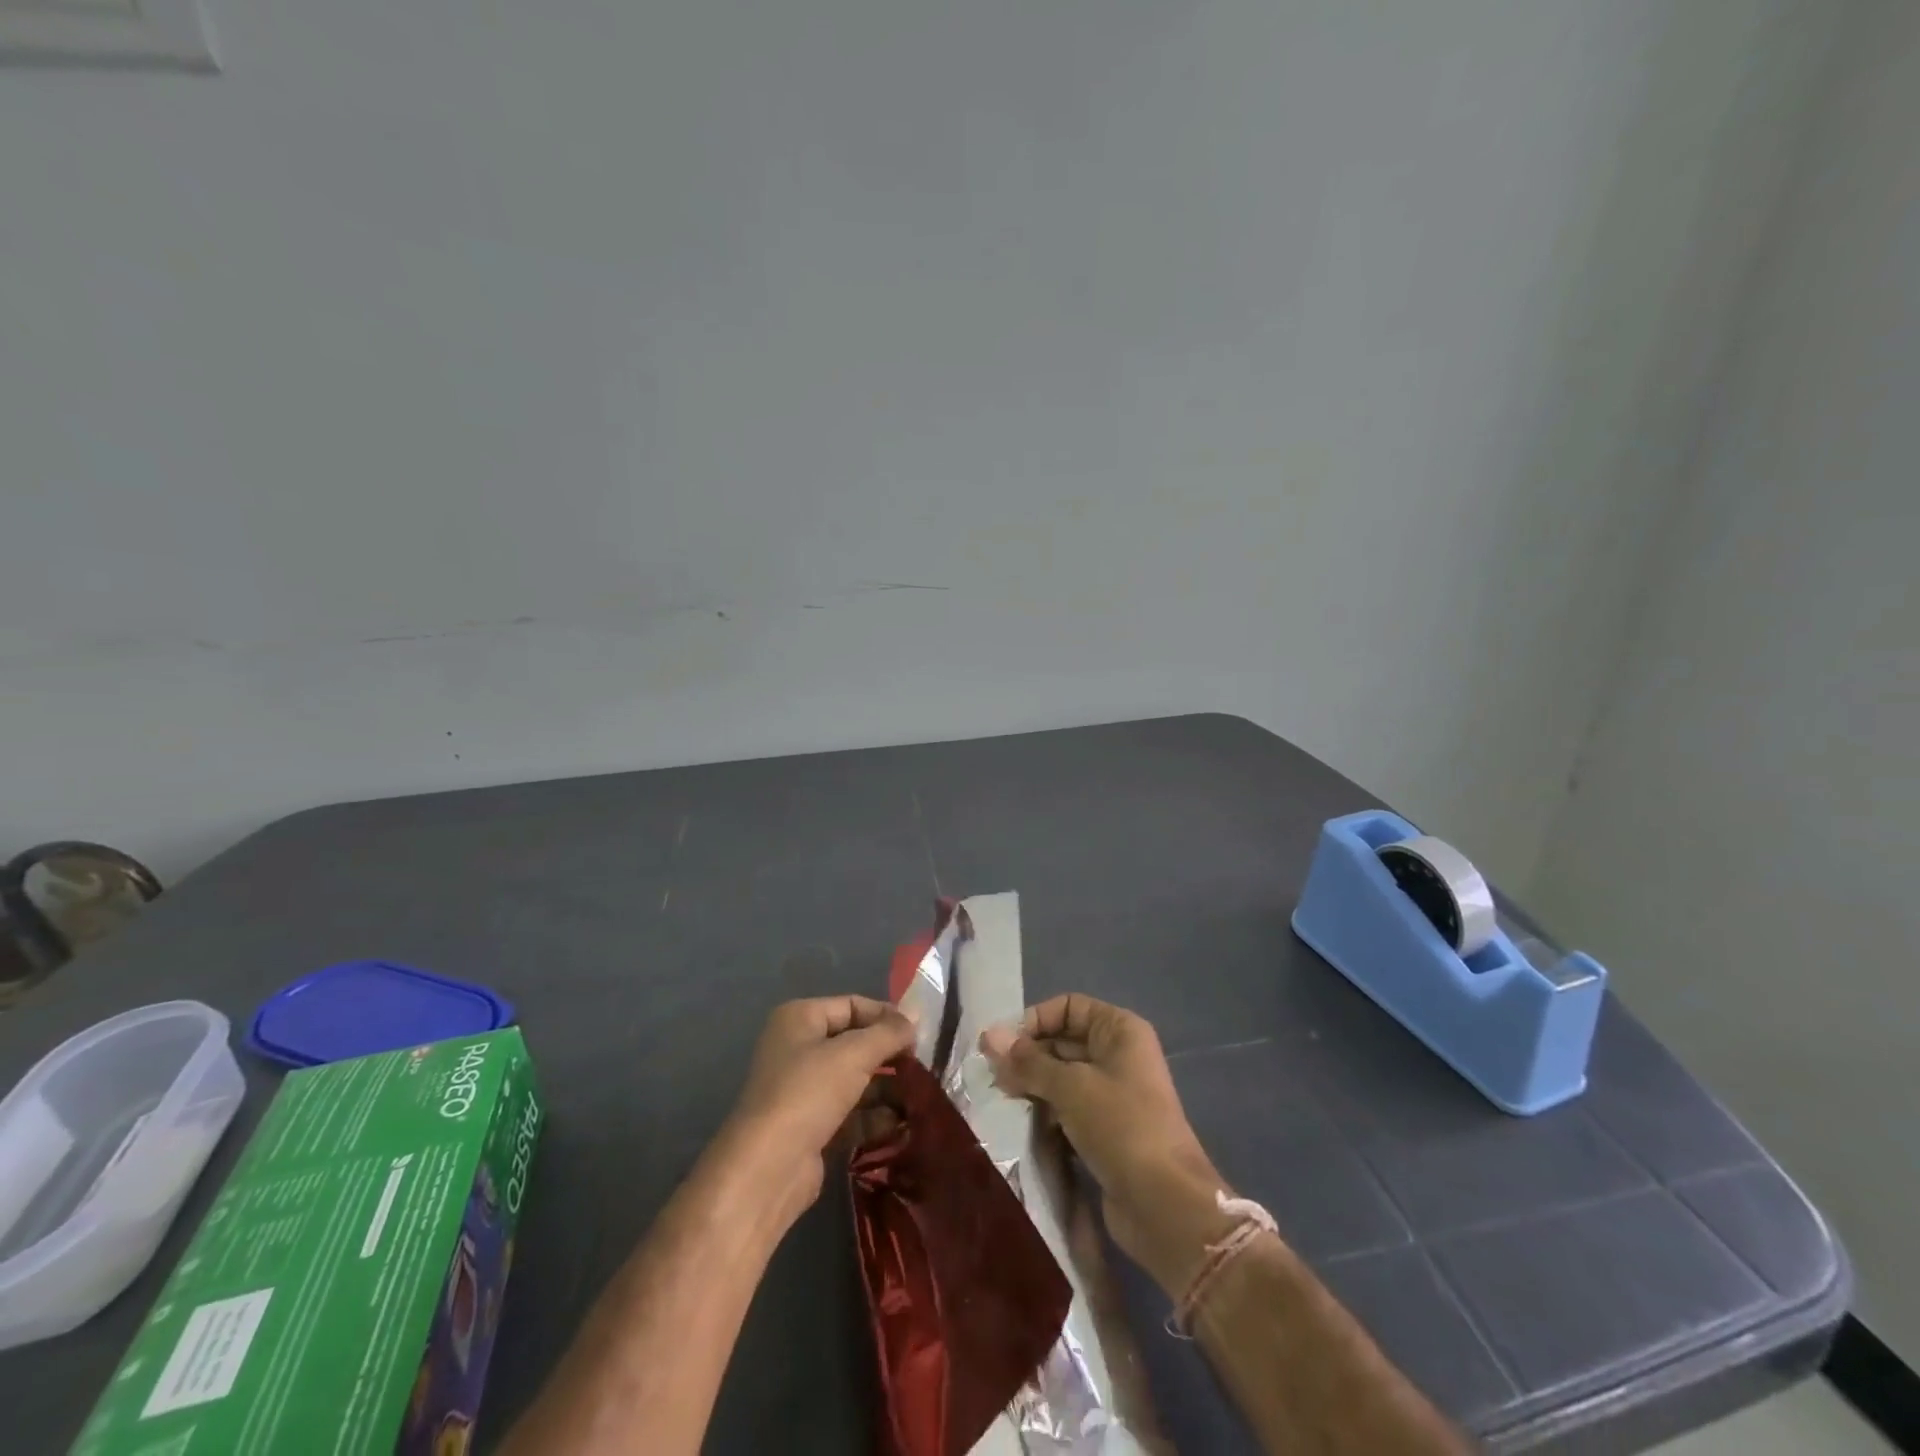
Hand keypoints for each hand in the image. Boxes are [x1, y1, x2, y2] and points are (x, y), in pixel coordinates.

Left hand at [723, 995, 915, 1225]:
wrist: (768, 1169)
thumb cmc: (808, 1093)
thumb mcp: (854, 1054)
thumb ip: (889, 1033)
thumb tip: (916, 1016)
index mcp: (800, 1019)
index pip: (852, 1005)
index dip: (886, 1016)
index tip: (919, 1034)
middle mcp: (799, 1049)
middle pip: (855, 1043)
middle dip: (889, 1056)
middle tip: (923, 1067)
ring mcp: (804, 1090)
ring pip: (855, 1081)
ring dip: (887, 1089)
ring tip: (920, 1098)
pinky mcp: (812, 1127)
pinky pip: (851, 1113)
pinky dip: (875, 1117)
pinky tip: (903, 1125)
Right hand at [982, 994, 1236, 1296]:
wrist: (1164, 1205)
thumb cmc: (1121, 1126)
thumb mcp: (1071, 1087)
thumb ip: (1028, 1062)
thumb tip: (988, 1035)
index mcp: (1119, 1031)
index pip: (1068, 1007)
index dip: (1035, 1020)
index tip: (1003, 1046)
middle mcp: (1117, 1056)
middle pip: (1062, 1042)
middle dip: (1027, 1057)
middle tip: (992, 1078)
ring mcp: (1112, 1095)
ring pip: (1061, 1078)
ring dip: (1032, 1087)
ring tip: (1001, 1100)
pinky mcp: (1104, 1130)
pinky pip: (1066, 1110)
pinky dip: (1044, 1113)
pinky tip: (1019, 1124)